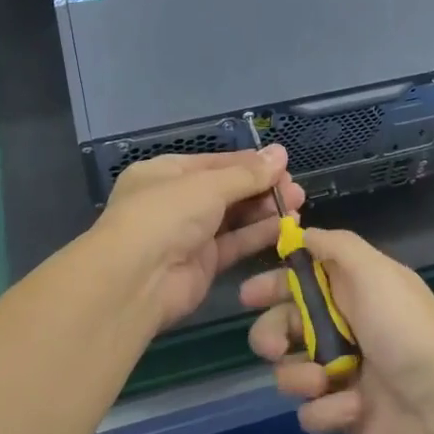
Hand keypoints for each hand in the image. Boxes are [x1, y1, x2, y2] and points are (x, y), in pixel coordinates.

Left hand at [90, 147, 305, 331]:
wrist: (137, 280)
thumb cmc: (166, 215)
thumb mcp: (208, 185)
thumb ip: (248, 174)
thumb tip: (281, 153)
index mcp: (166, 173)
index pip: (215, 163)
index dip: (249, 163)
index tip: (283, 164)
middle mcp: (176, 201)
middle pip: (226, 190)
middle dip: (261, 188)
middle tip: (295, 189)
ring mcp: (188, 234)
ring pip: (233, 217)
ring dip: (264, 211)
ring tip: (297, 205)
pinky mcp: (202, 264)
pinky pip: (235, 244)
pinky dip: (258, 235)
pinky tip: (286, 227)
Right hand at [243, 227, 433, 433]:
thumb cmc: (404, 329)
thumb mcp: (373, 271)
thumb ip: (335, 246)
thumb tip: (301, 233)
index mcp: (350, 291)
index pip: (300, 280)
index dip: (272, 285)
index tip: (249, 295)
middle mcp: (341, 328)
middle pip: (283, 327)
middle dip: (270, 335)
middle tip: (274, 347)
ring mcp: (340, 373)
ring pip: (288, 371)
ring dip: (298, 376)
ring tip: (323, 381)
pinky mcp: (342, 413)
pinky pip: (310, 412)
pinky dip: (326, 411)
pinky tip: (352, 408)